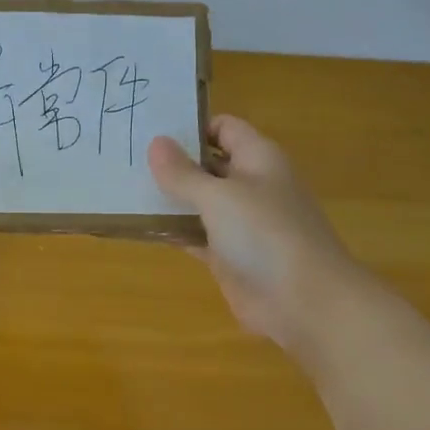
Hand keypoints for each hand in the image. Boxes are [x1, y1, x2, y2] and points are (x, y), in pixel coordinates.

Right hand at [149, 115, 356, 347]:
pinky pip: (196, 235)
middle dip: (173, 162)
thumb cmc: (265, 235)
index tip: (151, 128)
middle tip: (126, 156)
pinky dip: (174, 230)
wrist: (305, 303)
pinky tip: (141, 227)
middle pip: (208, 164)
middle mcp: (251, 185)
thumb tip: (155, 142)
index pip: (224, 128)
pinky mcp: (230, 256)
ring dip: (169, 197)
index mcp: (258, 159)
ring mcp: (241, 223)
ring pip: (200, 201)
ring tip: (124, 187)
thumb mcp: (218, 196)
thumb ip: (183, 173)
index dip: (191, 126)